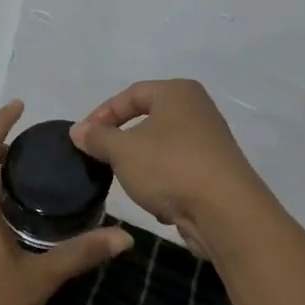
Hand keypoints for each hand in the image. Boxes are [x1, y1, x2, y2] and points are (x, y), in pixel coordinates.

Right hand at [70, 80, 274, 253]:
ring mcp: (210, 142)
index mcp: (178, 93)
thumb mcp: (122, 150)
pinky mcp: (216, 173)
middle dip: (121, 141)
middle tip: (100, 158)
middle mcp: (198, 110)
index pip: (131, 94)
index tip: (83, 138)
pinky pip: (178, 171)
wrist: (226, 212)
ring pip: (161, 148)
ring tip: (126, 182)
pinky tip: (156, 202)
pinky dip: (163, 183)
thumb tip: (78, 131)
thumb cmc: (169, 167)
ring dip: (141, 165)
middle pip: (148, 120)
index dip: (102, 114)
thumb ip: (97, 138)